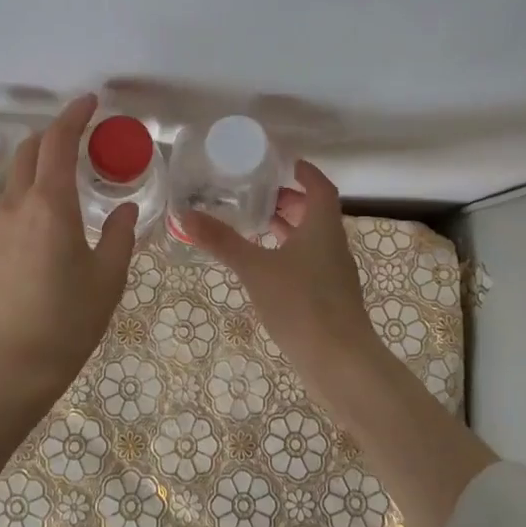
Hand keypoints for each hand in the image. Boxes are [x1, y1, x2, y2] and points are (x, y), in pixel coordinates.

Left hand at [0, 94, 136, 507]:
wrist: (5, 370)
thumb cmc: (65, 323)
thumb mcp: (107, 279)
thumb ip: (121, 236)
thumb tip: (126, 209)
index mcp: (49, 205)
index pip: (57, 142)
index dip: (74, 116)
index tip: (91, 101)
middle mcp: (17, 206)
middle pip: (28, 150)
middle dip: (53, 133)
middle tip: (83, 137)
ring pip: (16, 175)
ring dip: (40, 161)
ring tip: (72, 174)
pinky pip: (12, 201)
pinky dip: (31, 188)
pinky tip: (54, 213)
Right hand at [185, 159, 498, 526]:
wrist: (341, 363)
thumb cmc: (301, 304)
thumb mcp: (255, 269)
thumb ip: (222, 241)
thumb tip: (184, 215)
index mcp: (323, 228)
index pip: (320, 188)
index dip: (305, 172)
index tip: (283, 162)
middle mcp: (333, 246)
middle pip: (315, 213)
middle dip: (289, 200)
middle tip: (255, 193)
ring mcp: (334, 274)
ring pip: (312, 240)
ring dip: (288, 228)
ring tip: (254, 225)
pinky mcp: (329, 298)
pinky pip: (309, 263)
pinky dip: (288, 254)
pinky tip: (264, 267)